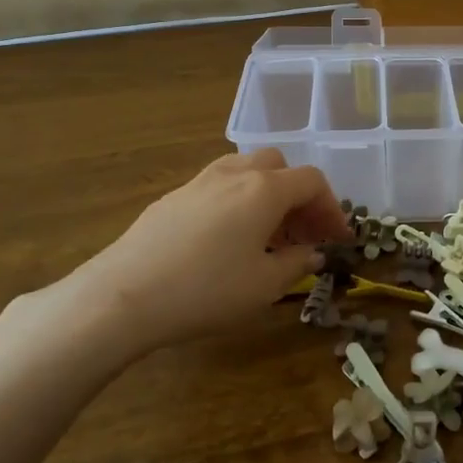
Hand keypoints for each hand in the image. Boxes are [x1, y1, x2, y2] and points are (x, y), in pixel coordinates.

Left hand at [6, 150, 350, 376]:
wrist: (122, 296)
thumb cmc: (205, 291)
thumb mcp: (264, 286)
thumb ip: (297, 264)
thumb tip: (311, 253)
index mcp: (264, 189)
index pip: (312, 182)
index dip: (332, 208)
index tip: (340, 238)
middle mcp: (234, 174)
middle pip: (280, 167)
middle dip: (300, 196)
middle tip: (305, 233)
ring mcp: (199, 182)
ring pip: (246, 170)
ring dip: (268, 195)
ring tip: (269, 235)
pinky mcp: (172, 198)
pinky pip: (219, 186)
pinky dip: (239, 201)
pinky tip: (229, 239)